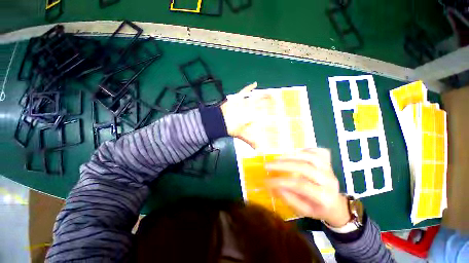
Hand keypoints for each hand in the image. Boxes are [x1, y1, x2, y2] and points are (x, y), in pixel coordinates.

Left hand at [220, 82, 273, 148]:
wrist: (219, 121)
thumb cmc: (231, 128)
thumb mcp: (242, 135)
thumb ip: (251, 141)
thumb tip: (258, 151)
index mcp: (253, 116)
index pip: (265, 113)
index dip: (272, 112)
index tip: (279, 110)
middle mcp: (251, 108)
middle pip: (263, 103)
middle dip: (271, 102)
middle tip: (278, 100)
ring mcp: (244, 102)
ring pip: (256, 97)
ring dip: (264, 95)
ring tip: (272, 93)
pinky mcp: (238, 98)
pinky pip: (244, 91)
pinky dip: (249, 87)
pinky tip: (255, 83)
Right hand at [265, 148, 350, 226]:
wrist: (336, 205)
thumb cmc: (317, 209)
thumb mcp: (303, 210)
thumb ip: (289, 199)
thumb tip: (275, 186)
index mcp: (324, 197)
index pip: (300, 185)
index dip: (281, 181)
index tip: (266, 180)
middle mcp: (329, 180)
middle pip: (304, 168)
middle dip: (283, 165)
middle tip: (267, 165)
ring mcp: (330, 169)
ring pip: (310, 157)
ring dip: (291, 155)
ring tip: (276, 158)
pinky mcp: (328, 162)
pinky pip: (317, 151)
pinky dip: (305, 149)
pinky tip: (294, 152)